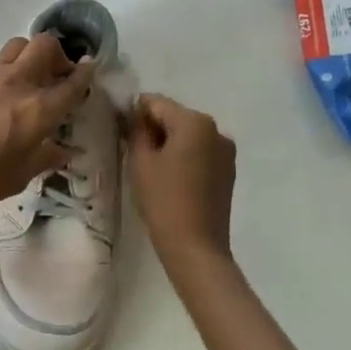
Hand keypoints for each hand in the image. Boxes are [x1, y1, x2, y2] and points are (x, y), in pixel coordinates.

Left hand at [0, 34, 95, 226]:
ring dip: (30, 56)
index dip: (85, 74)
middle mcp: (16, 84)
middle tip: (57, 74)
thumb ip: (46, 157)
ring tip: (29, 80)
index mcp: (37, 110)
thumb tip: (65, 150)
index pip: (71, 83)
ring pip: (16, 47)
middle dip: (58, 54)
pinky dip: (4, 75)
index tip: (91, 70)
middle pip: (44, 45)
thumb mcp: (19, 177)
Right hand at [127, 93, 237, 274]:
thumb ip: (136, 130)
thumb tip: (134, 113)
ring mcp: (226, 150)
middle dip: (154, 128)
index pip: (156, 103)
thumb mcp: (141, 161)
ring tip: (153, 169)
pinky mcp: (229, 169)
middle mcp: (215, 128)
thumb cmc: (163, 200)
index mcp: (194, 121)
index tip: (121, 132)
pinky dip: (185, 156)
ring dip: (170, 142)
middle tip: (135, 153)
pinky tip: (172, 179)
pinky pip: (200, 151)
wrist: (196, 246)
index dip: (135, 113)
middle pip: (175, 116)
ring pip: (188, 134)